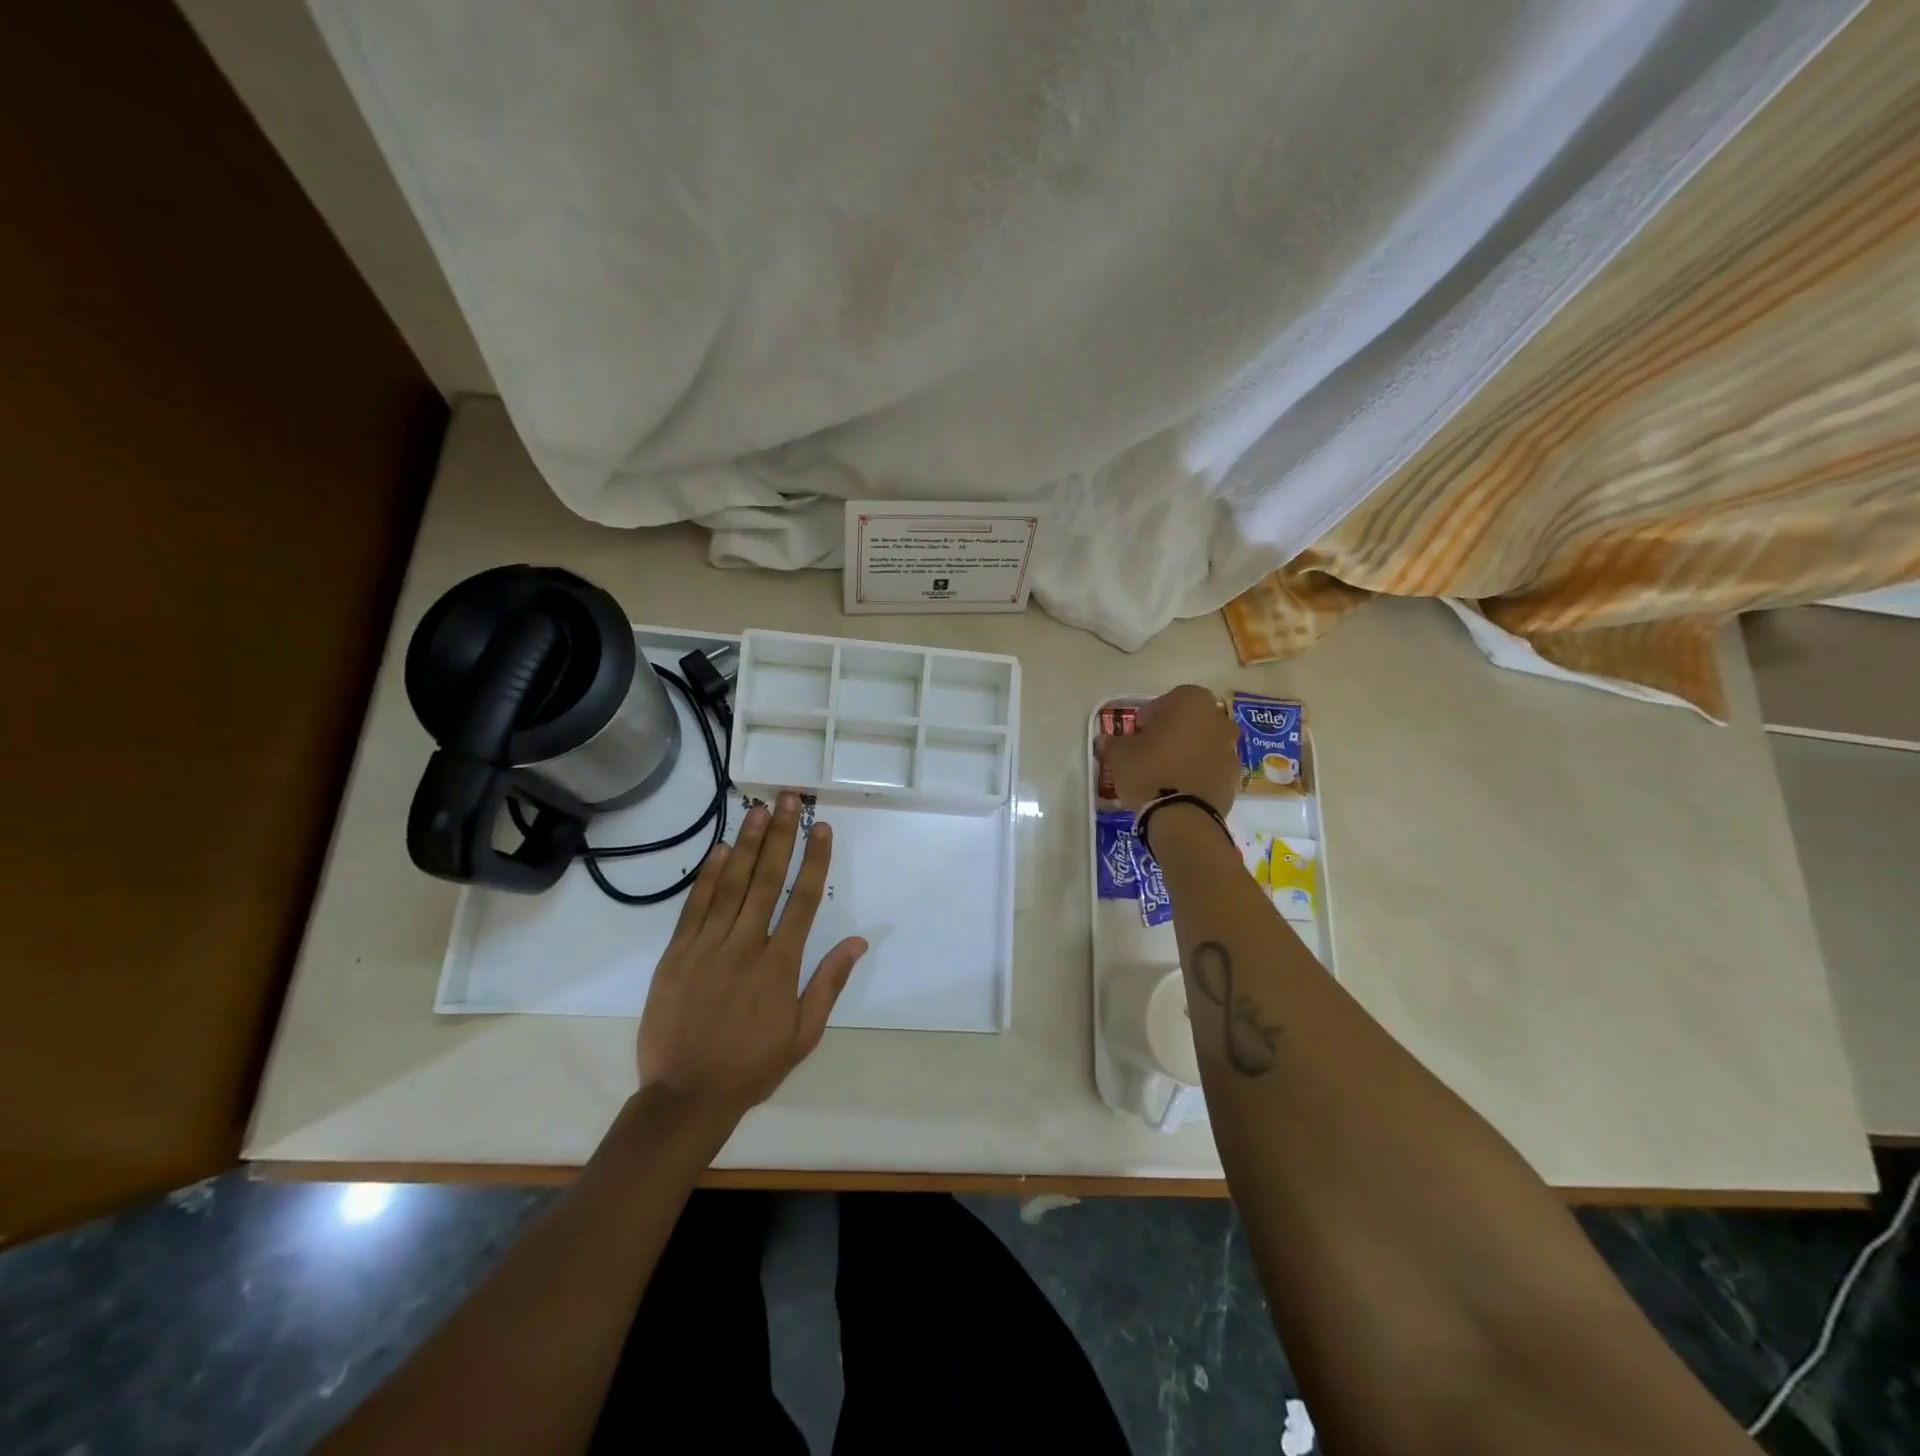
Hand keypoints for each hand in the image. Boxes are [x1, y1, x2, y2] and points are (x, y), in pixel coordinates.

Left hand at [637, 791, 866, 1122]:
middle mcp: (746, 945)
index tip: (821, 827)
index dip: (814, 860)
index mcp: (781, 964)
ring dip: (748, 845)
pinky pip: (695, 907)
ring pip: (731, 885)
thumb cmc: (752, 1066)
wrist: (686, 1095)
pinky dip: (709, 876)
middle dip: (781, 836)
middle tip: (788, 799)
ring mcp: (708, 946)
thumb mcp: (803, 1034)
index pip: (803, 899)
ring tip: (759, 810)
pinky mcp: (677, 954)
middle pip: (767, 880)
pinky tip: (721, 850)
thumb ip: (829, 983)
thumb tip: (858, 941)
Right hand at [1096, 684, 1240, 813]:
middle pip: (1190, 721)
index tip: (1137, 734)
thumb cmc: (1149, 771)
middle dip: (1173, 732)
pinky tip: (1180, 788)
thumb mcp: (1120, 754)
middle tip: (1151, 751)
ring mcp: (1230, 749)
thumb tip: (1107, 741)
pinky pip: (1212, 767)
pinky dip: (1199, 772)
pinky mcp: (1234, 777)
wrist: (1183, 815)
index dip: (1150, 717)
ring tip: (1166, 773)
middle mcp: (1218, 719)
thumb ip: (1114, 742)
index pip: (1168, 700)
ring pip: (1204, 743)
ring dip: (1188, 752)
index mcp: (1191, 702)